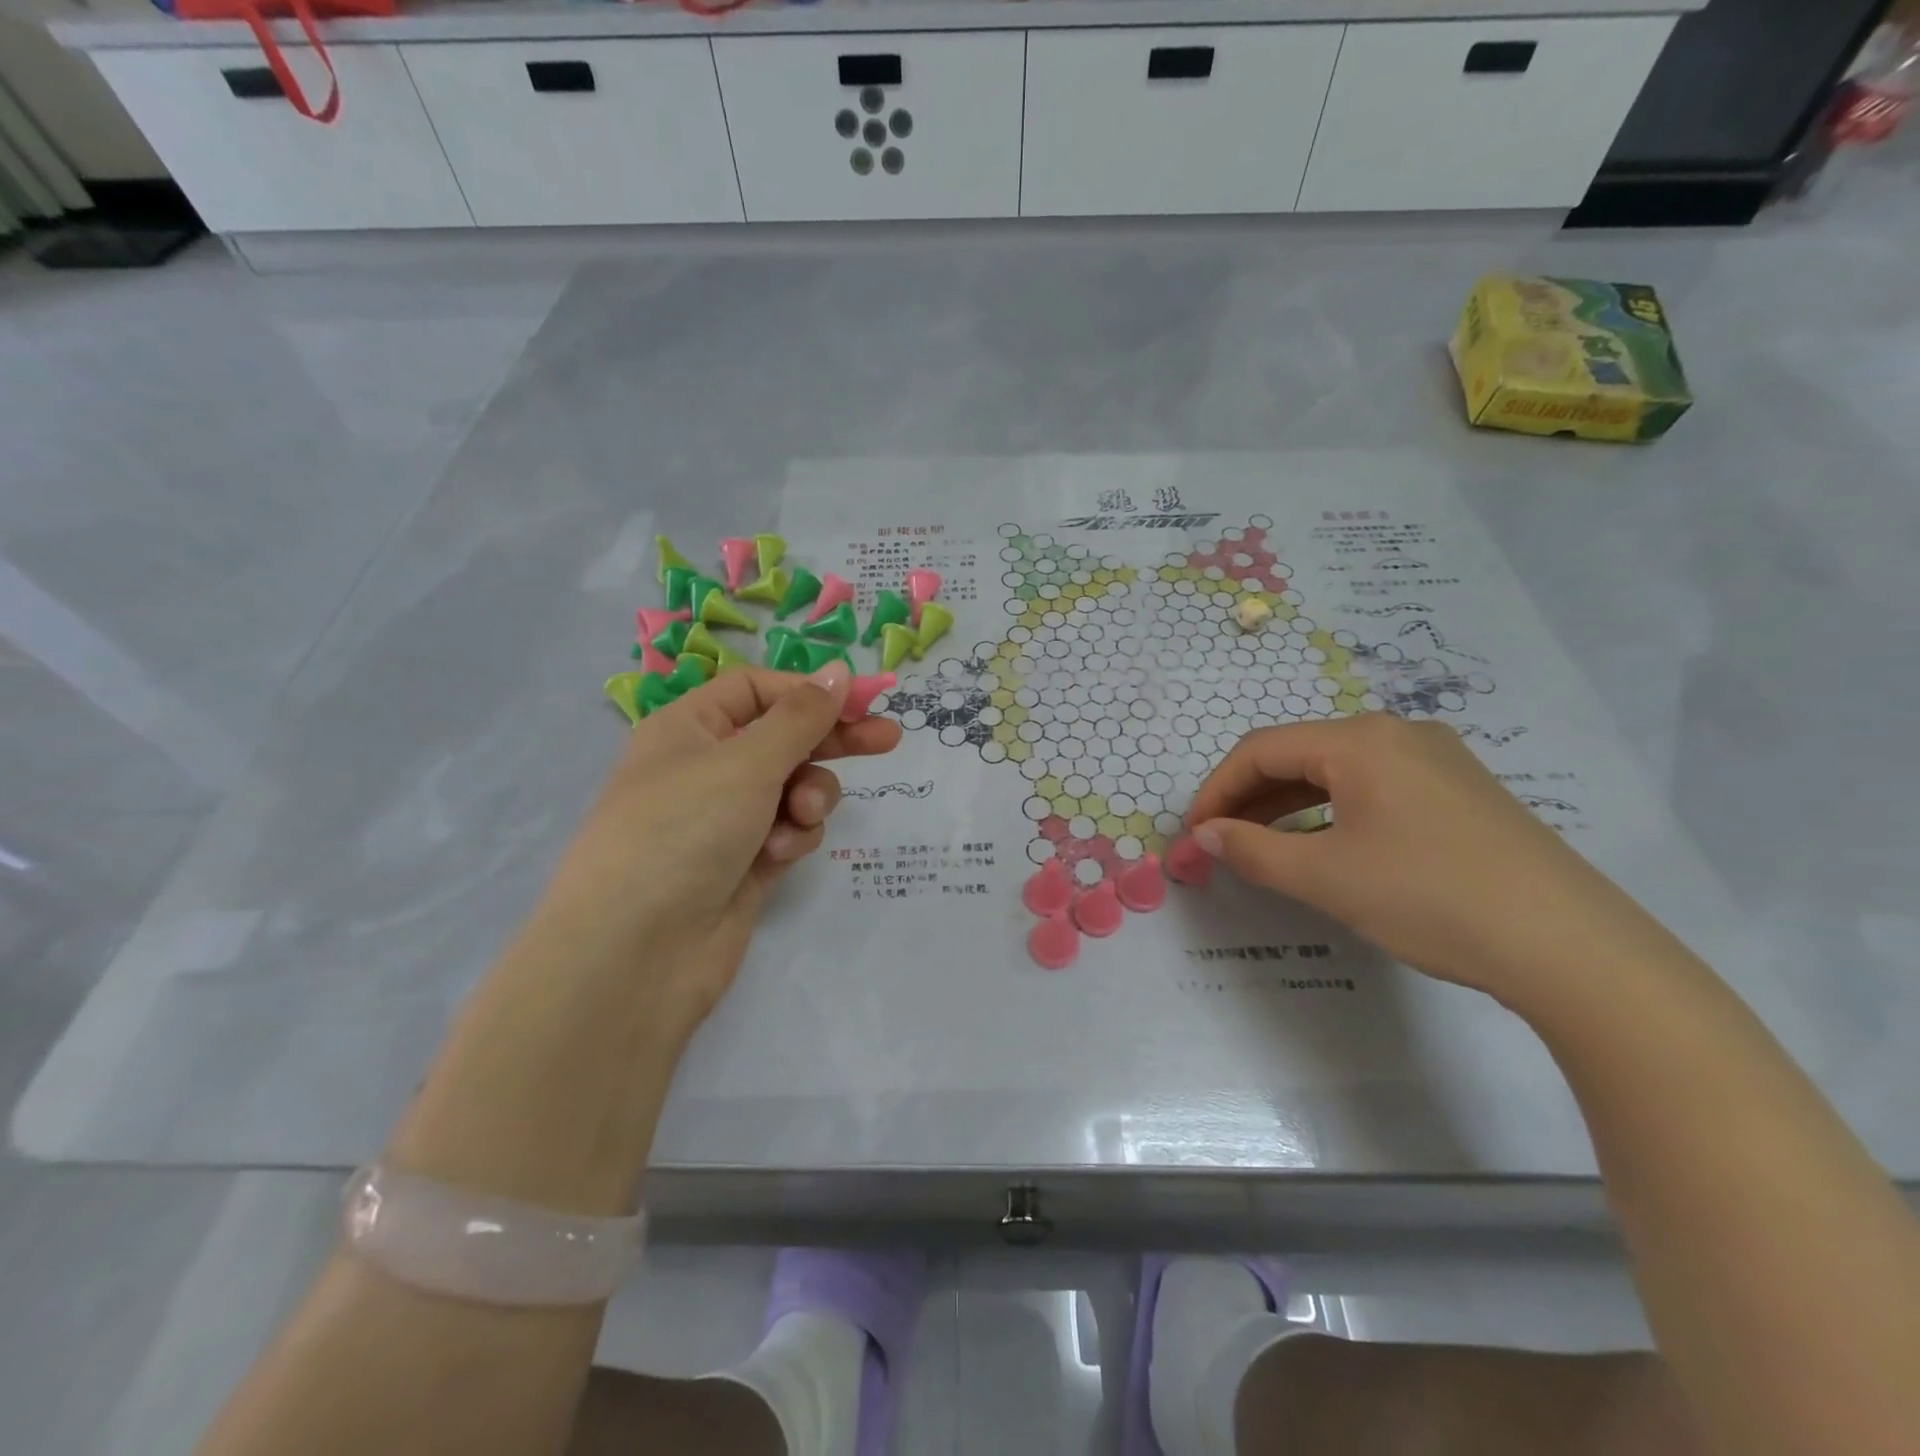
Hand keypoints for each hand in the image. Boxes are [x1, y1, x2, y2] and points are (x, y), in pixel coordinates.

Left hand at [524, 662, 900, 1034]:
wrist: (635, 953)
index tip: (862, 701)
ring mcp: (726, 820)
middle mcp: (706, 769)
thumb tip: (838, 672)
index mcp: (689, 729)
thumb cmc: (682, 831)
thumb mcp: (745, 762)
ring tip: (799, 817)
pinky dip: (792, 838)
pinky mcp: (746, 864)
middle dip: (832, 741)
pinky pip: (788, 832)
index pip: (757, 690)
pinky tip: (777, 857)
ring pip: (794, 789)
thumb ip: (801, 717)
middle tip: (888, 740)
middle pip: (784, 738)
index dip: (808, 691)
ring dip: (809, 797)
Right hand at [1186, 714, 1652, 999]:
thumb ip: (1253, 849)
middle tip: (1220, 841)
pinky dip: (1332, 811)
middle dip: (1249, 797)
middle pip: (1298, 754)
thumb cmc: (1429, 898)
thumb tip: (1205, 834)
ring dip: (1287, 805)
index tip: (1192, 833)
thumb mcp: (1325, 877)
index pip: (1261, 750)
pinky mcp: (1461, 790)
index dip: (1216, 789)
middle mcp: (1398, 733)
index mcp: (1360, 740)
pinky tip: (1324, 845)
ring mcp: (1437, 759)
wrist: (1571, 947)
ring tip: (1261, 846)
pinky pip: (1373, 787)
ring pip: (1336, 771)